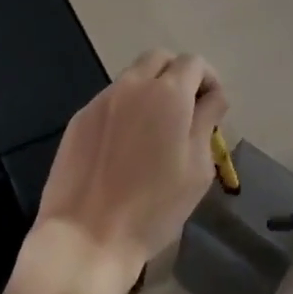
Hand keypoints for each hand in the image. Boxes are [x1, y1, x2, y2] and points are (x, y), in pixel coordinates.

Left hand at [29, 51, 227, 293]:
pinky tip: (125, 146)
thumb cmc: (154, 207)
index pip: (194, 62)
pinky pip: (111, 100)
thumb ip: (207, 121)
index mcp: (167, 93)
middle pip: (159, 58)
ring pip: (133, 77)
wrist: (87, 235)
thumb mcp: (198, 168)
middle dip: (177, 74)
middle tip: (185, 110)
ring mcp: (102, 99)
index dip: (208, 80)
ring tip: (155, 131)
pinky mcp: (80, 117)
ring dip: (150, 90)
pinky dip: (125, 109)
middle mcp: (133, 84)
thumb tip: (212, 97)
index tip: (212, 108)